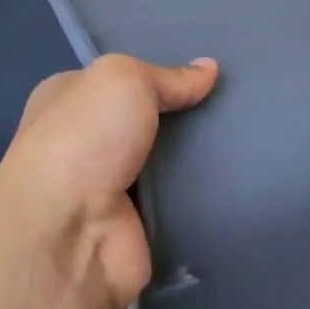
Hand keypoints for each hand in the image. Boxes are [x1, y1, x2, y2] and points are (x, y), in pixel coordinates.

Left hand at [0, 54, 218, 307]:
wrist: (67, 240)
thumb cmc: (83, 142)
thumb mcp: (124, 81)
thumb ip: (168, 76)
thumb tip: (209, 69)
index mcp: (64, 99)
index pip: (119, 77)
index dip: (158, 72)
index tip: (205, 72)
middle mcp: (82, 141)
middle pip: (145, 118)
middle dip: (183, 113)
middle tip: (231, 102)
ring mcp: (106, 187)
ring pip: (164, 157)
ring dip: (196, 153)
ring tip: (244, 135)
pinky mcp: (132, 224)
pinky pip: (177, 197)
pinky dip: (200, 190)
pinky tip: (236, 174)